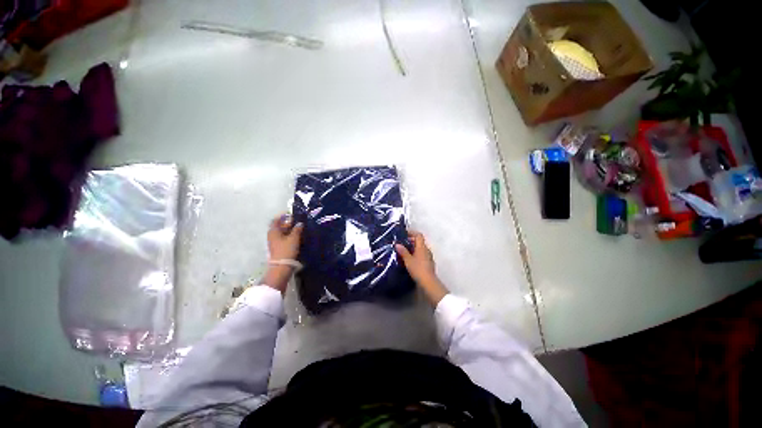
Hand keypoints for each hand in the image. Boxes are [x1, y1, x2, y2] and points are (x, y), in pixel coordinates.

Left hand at [263, 213, 303, 292]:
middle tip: (296, 221)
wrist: (281, 266)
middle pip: (278, 226)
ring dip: (288, 229)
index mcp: (273, 231)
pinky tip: (296, 236)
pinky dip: (288, 235)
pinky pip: (283, 238)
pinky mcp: (278, 247)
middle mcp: (272, 235)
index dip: (283, 216)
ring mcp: (274, 242)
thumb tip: (299, 223)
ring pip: (281, 232)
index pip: (276, 220)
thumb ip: (297, 229)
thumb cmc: (286, 250)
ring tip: (298, 228)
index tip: (291, 214)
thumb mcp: (294, 238)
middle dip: (287, 223)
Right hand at [395, 231, 448, 304]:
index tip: (404, 234)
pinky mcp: (429, 263)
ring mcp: (429, 257)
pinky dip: (416, 254)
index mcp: (422, 247)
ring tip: (404, 251)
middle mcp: (427, 250)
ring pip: (421, 249)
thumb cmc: (418, 269)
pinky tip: (410, 259)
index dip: (412, 233)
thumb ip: (403, 251)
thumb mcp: (408, 260)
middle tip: (402, 243)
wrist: (428, 282)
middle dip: (411, 241)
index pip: (418, 235)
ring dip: (413, 248)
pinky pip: (422, 255)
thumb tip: (397, 244)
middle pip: (419, 241)